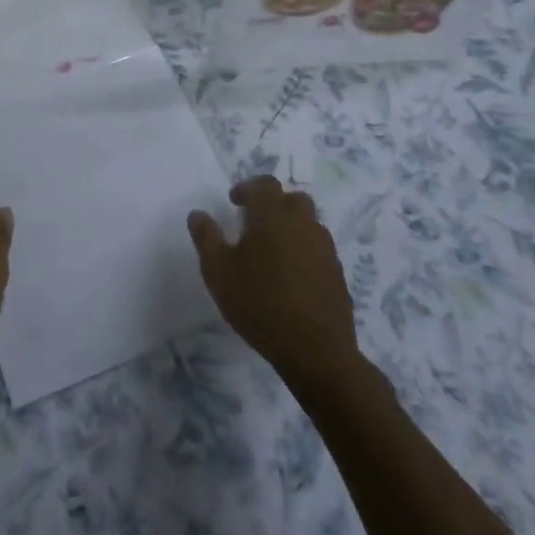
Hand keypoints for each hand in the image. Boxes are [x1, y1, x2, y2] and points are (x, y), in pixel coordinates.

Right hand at [189, 176, 361, 397]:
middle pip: (292, 198)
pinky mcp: (337, 272)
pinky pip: (319, 247)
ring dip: (291, 225)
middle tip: (254, 223)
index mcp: (272, 215)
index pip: (264, 184)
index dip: (248, 188)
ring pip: (309, 222)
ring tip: (272, 249)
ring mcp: (324, 248)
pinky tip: (291, 274)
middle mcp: (302, 223)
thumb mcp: (217, 271)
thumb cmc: (259, 303)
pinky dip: (304, 249)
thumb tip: (198, 214)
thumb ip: (206, 237)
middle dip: (273, 204)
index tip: (233, 203)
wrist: (315, 351)